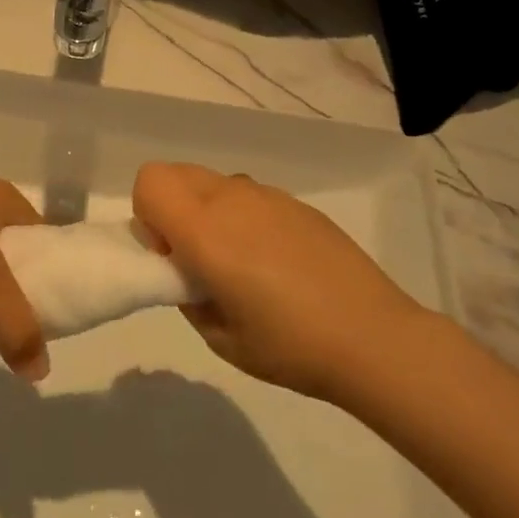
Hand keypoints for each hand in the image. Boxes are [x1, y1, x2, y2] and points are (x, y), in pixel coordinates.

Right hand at [132, 162, 423, 402]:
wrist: (372, 336)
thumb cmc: (288, 345)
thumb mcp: (220, 336)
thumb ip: (189, 294)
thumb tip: (188, 270)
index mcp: (205, 227)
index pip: (150, 181)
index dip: (147, 215)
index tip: (170, 255)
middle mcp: (232, 197)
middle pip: (177, 172)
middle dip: (171, 207)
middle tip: (196, 258)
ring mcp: (268, 195)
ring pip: (214, 182)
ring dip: (208, 210)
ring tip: (241, 264)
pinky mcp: (297, 203)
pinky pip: (250, 196)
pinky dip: (243, 216)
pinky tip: (277, 263)